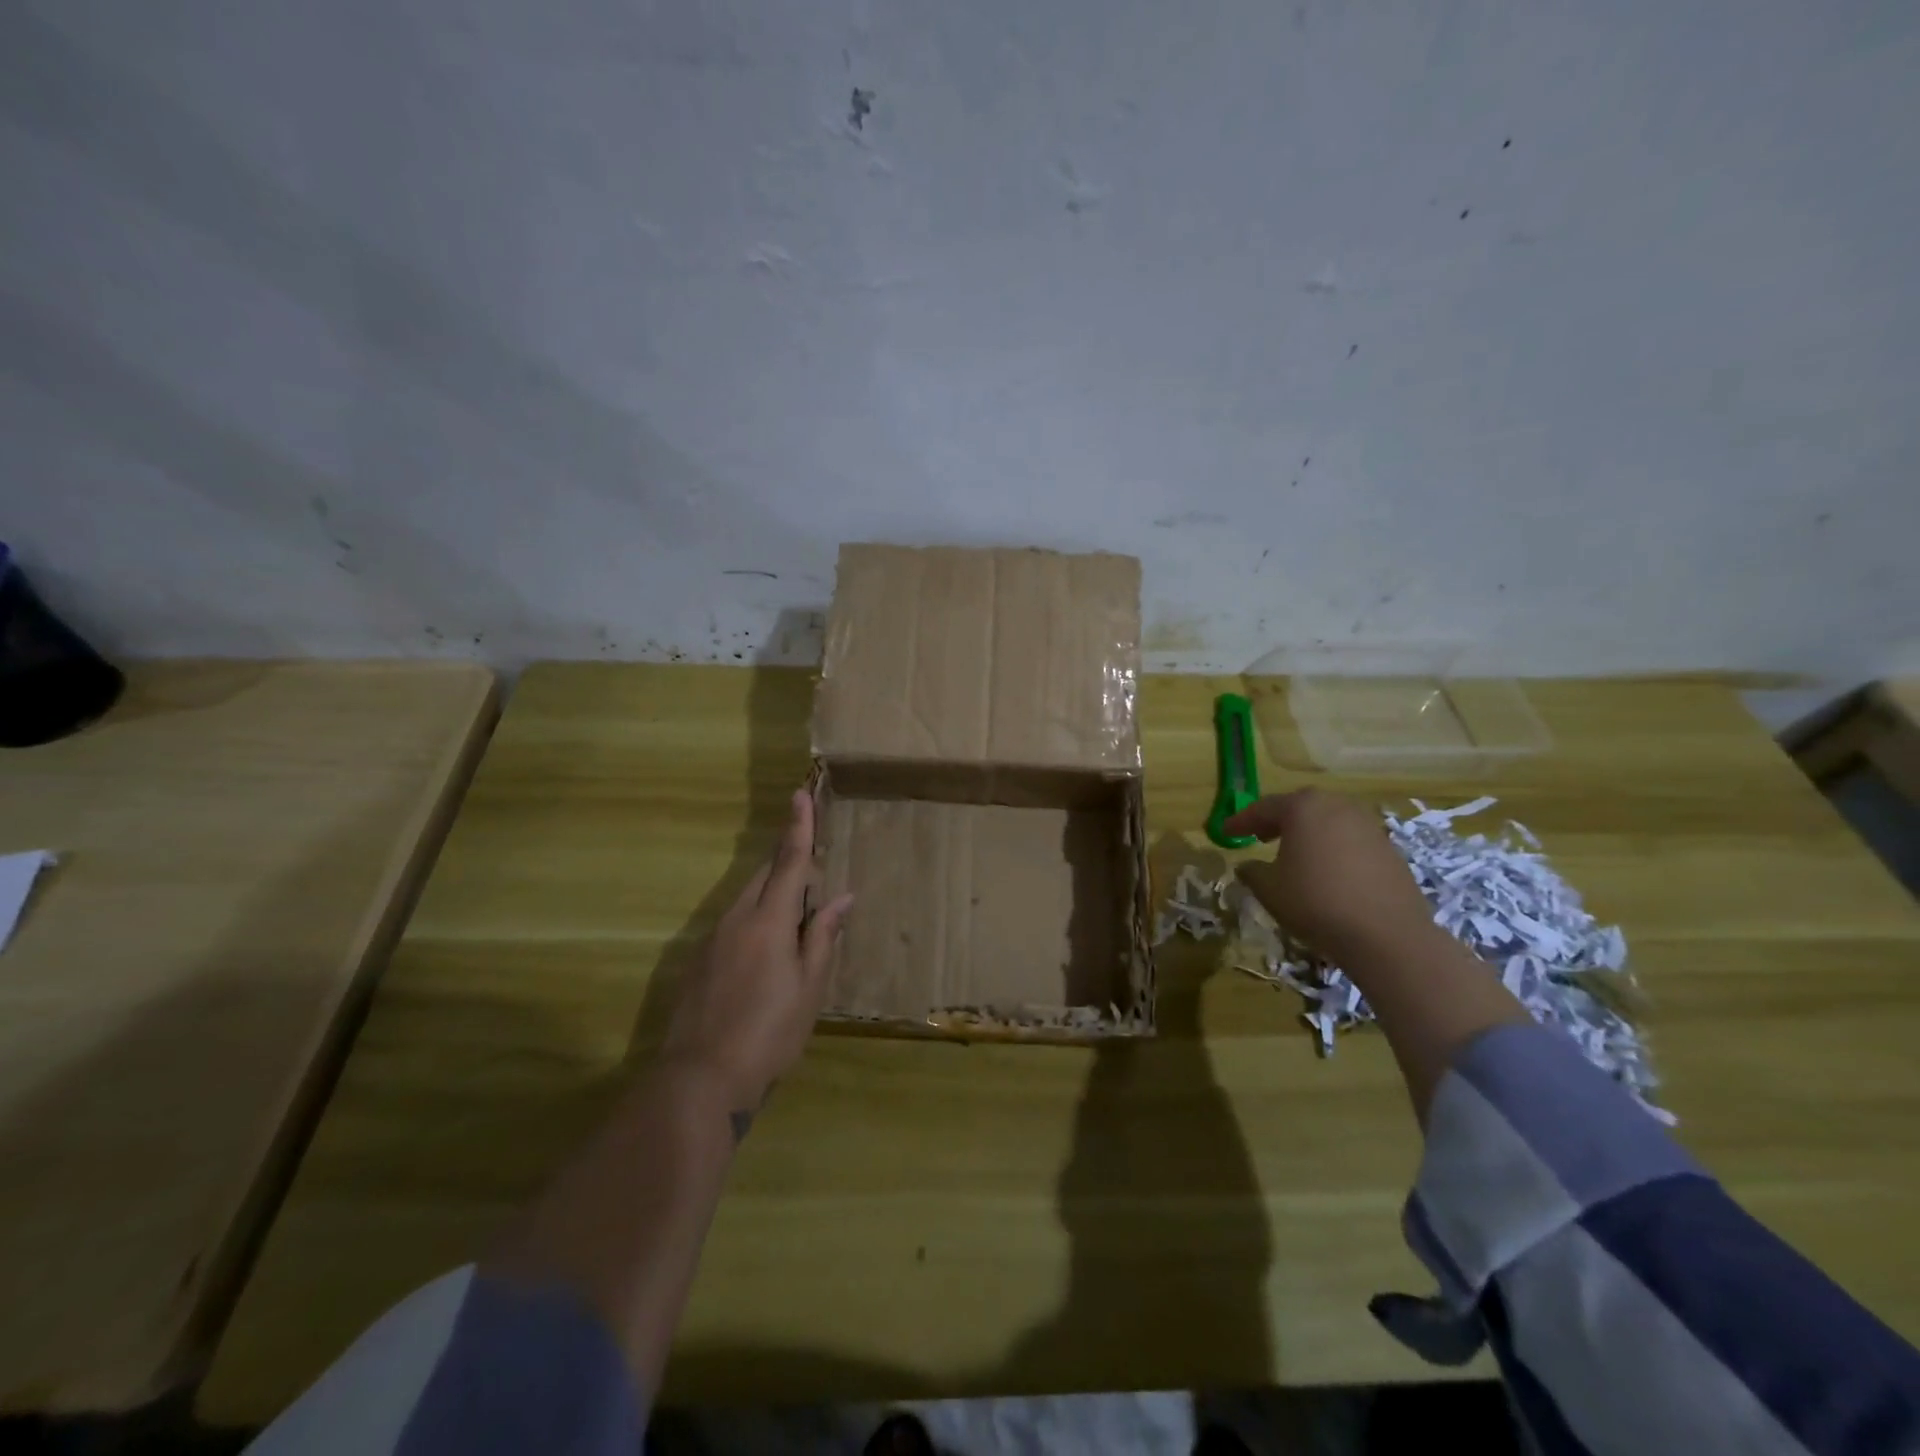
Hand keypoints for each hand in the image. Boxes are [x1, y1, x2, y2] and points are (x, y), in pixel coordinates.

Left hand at [662, 789, 852, 1107]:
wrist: (699, 1079)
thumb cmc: (769, 1033)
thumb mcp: (810, 988)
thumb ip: (823, 937)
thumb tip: (842, 898)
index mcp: (769, 921)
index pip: (788, 862)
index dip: (798, 827)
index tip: (799, 794)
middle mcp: (737, 918)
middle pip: (764, 875)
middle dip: (787, 861)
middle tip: (813, 865)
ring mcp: (712, 939)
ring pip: (748, 898)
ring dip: (772, 892)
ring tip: (797, 914)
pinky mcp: (699, 960)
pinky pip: (734, 922)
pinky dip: (756, 918)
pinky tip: (766, 950)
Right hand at [1224, 789, 1434, 959]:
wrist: (1386, 935)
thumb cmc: (1315, 902)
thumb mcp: (1269, 889)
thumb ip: (1252, 872)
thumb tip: (1247, 866)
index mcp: (1303, 808)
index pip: (1263, 808)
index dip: (1241, 821)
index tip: (1225, 832)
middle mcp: (1337, 806)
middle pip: (1300, 807)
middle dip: (1277, 821)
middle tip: (1259, 836)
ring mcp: (1368, 826)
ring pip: (1328, 822)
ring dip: (1308, 834)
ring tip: (1294, 854)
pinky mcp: (1389, 849)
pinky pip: (1350, 841)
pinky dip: (1333, 849)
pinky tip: (1326, 872)